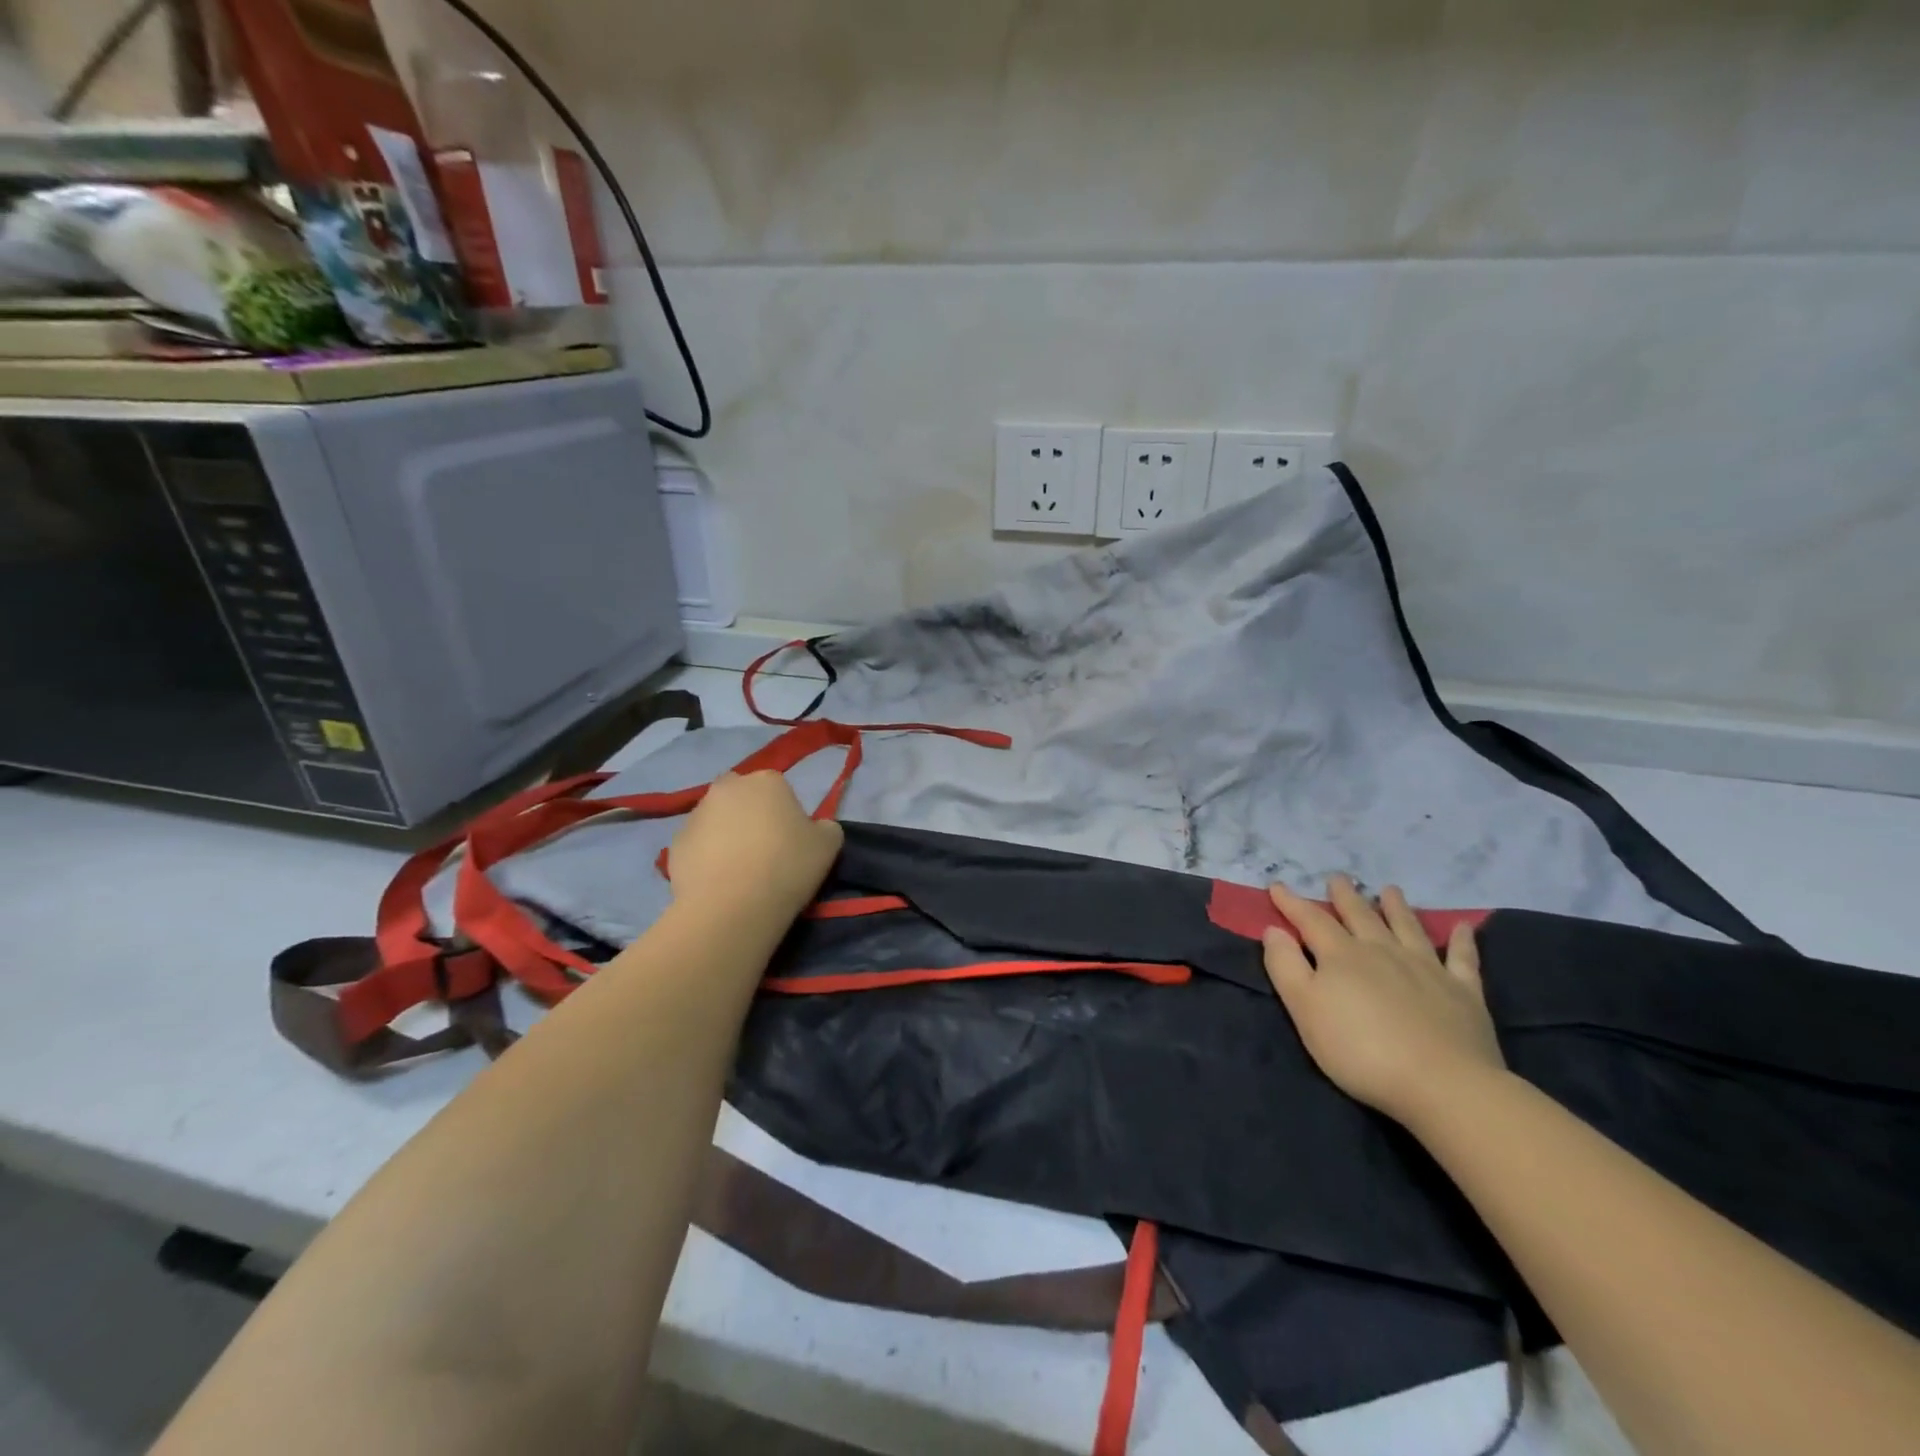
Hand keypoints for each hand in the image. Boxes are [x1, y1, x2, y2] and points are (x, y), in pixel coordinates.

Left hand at [666, 772, 843, 923]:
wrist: (732, 906)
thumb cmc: (787, 866)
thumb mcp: (829, 845)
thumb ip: (825, 827)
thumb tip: (816, 827)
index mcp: (767, 780)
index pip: (778, 788)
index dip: (785, 813)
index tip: (791, 840)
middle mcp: (727, 788)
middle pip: (741, 796)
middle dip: (749, 814)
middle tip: (764, 849)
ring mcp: (696, 814)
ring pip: (716, 819)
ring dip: (726, 834)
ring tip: (739, 870)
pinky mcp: (675, 844)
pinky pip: (697, 846)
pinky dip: (706, 857)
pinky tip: (719, 882)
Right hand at [1263, 876, 1504, 1127]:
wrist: (1443, 1084)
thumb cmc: (1360, 1050)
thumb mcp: (1305, 1010)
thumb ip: (1286, 967)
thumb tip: (1274, 930)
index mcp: (1342, 955)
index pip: (1311, 920)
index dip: (1292, 903)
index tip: (1277, 885)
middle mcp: (1382, 951)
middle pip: (1360, 916)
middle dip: (1345, 896)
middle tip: (1337, 878)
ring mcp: (1426, 968)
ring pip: (1407, 927)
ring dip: (1396, 907)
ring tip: (1388, 889)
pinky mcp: (1463, 992)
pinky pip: (1462, 958)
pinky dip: (1461, 941)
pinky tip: (1462, 928)